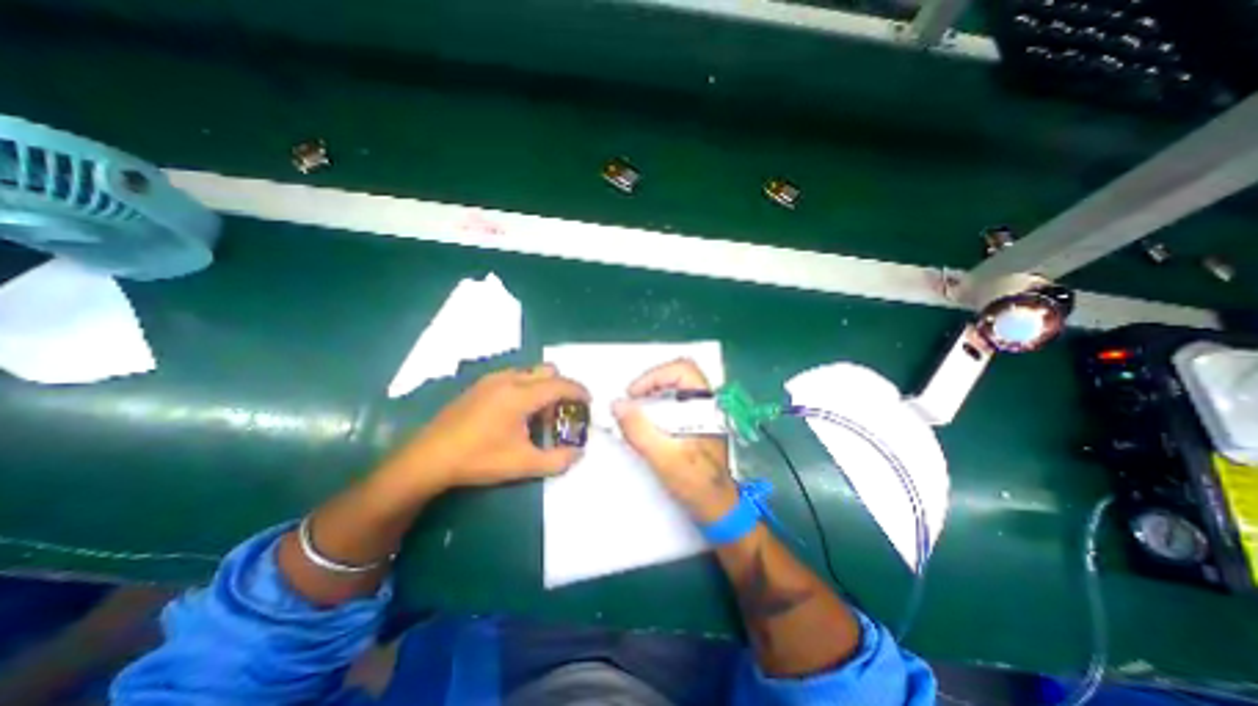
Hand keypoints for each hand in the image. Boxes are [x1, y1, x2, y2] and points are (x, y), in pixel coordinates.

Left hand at [389, 367, 591, 493]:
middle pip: (547, 371)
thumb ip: (557, 460)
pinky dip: (526, 387)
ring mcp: (491, 380)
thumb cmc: (478, 459)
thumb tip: (579, 454)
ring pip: (529, 372)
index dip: (579, 391)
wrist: (428, 458)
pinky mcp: (480, 385)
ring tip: (539, 414)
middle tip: (562, 410)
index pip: (560, 385)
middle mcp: (508, 379)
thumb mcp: (522, 464)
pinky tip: (516, 413)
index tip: (589, 401)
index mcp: (520, 395)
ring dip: (543, 387)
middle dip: (561, 387)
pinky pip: (514, 377)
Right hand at [613, 362, 733, 520]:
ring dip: (652, 392)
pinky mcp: (694, 423)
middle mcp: (706, 404)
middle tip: (632, 399)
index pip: (683, 370)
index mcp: (706, 407)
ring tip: (634, 409)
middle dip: (651, 381)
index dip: (655, 375)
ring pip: (675, 387)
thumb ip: (639, 430)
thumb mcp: (664, 458)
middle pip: (678, 374)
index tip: (633, 394)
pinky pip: (673, 402)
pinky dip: (655, 404)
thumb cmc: (697, 484)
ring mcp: (700, 413)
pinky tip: (645, 420)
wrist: (717, 509)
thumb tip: (616, 404)